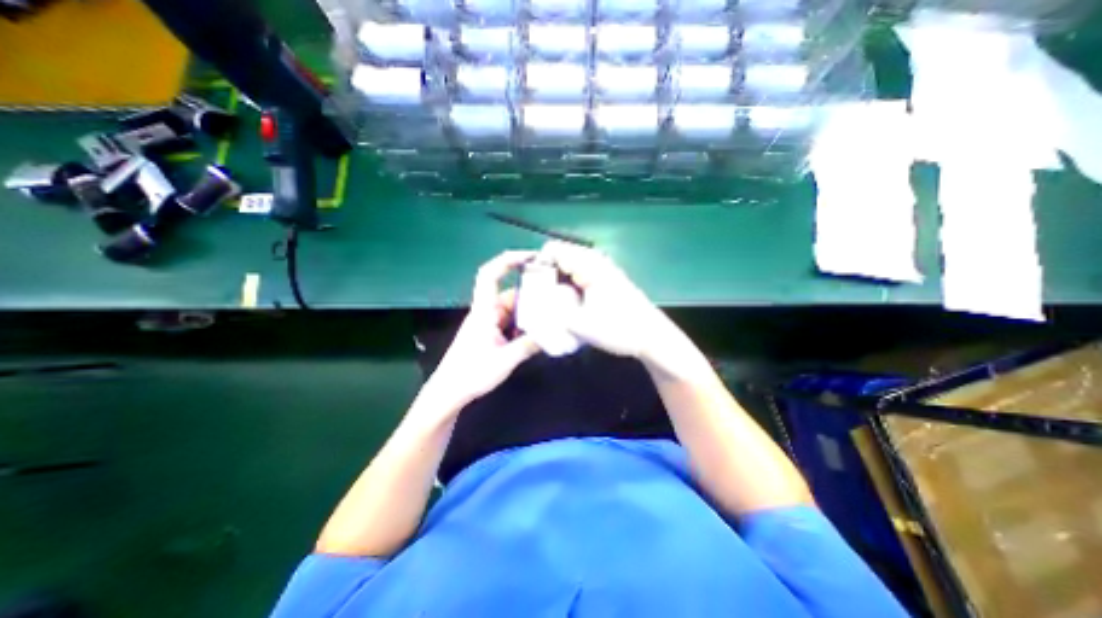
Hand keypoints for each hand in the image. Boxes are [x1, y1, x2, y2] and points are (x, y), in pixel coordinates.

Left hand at [423, 250, 541, 411]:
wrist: (449, 392)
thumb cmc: (471, 373)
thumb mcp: (506, 360)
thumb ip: (529, 345)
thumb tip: (552, 334)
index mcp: (484, 310)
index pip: (490, 274)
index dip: (508, 260)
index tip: (530, 256)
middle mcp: (486, 311)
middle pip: (510, 294)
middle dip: (531, 294)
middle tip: (554, 296)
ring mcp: (488, 323)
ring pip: (512, 310)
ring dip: (529, 313)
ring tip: (551, 317)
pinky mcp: (490, 334)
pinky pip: (510, 323)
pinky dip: (523, 325)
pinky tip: (537, 333)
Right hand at [539, 240, 667, 359]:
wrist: (651, 337)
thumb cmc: (619, 328)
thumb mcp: (580, 324)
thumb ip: (552, 312)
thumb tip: (533, 303)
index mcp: (588, 264)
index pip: (553, 250)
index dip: (536, 264)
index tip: (526, 285)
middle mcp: (594, 261)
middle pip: (560, 258)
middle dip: (544, 274)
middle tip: (534, 297)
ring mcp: (601, 270)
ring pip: (569, 268)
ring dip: (555, 282)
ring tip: (546, 302)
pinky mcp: (604, 280)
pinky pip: (578, 276)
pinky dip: (567, 286)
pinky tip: (563, 304)